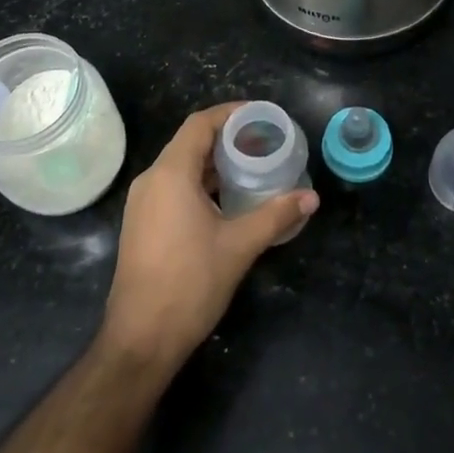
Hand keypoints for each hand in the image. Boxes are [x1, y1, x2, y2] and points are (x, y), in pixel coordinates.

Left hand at [101, 103, 317, 373]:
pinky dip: (201, 184)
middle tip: (264, 142)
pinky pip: (173, 188)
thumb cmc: (190, 283)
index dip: (230, 114)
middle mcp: (151, 180)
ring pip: (181, 167)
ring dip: (214, 163)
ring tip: (252, 168)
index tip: (261, 115)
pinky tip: (227, 200)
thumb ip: (276, 216)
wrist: (141, 339)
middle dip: (227, 139)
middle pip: (190, 143)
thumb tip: (311, 197)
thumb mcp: (239, 246)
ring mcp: (143, 203)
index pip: (199, 124)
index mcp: (170, 174)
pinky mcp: (142, 224)